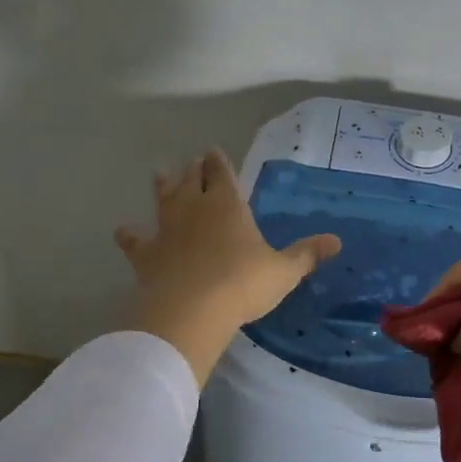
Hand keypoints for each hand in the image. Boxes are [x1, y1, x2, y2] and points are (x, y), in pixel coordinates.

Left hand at [116, 149, 339, 384]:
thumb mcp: (283, 271)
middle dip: (193, 168)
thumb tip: (337, 241)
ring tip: (161, 173)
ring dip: (163, 185)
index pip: (221, 172)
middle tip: (193, 161)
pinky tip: (123, 231)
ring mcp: (166, 228)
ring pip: (163, 198)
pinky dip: (130, 234)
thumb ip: (306, 255)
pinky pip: (134, 239)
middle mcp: (194, 207)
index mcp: (227, 204)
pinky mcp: (146, 253)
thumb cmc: (242, 284)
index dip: (218, 161)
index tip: (214, 152)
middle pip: (190, 178)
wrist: (191, 309)